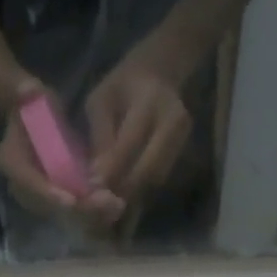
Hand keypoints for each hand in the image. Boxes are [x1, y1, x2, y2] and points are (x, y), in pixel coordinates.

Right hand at [0, 79, 125, 222]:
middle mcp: (21, 187)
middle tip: (106, 203)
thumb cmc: (32, 104)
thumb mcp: (28, 95)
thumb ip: (26, 94)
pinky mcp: (57, 199)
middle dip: (78, 208)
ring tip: (117, 205)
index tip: (72, 201)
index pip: (27, 181)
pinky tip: (117, 205)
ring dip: (91, 212)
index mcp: (10, 161)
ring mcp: (40, 197)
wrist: (33, 117)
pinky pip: (75, 211)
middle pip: (49, 206)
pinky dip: (95, 211)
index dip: (48, 193)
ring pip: (65, 213)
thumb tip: (28, 90)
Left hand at [84, 59, 190, 205]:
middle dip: (124, 188)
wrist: (159, 74)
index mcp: (149, 101)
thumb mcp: (101, 101)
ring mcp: (183, 138)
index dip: (111, 169)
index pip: (130, 143)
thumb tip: (96, 177)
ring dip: (134, 193)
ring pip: (157, 177)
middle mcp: (173, 121)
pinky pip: (161, 176)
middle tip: (103, 203)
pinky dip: (142, 188)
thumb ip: (100, 136)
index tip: (92, 187)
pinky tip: (125, 192)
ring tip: (111, 201)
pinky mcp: (184, 150)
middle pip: (150, 167)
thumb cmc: (122, 86)